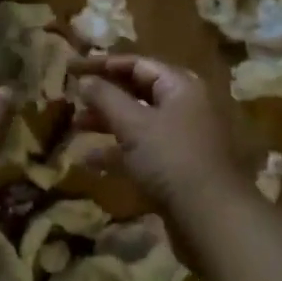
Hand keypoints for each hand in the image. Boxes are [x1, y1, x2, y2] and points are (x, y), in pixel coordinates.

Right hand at [74, 55, 255, 234]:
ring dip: (107, 122)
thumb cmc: (170, 158)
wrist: (210, 217)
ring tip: (75, 126)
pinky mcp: (177, 167)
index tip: (71, 69)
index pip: (137, 64)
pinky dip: (118, 151)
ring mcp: (182, 138)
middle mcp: (184, 107)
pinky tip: (90, 161)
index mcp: (180, 86)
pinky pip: (142, 150)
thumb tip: (85, 81)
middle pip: (138, 91)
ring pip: (138, 122)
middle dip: (104, 95)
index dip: (102, 64)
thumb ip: (106, 98)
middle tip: (72, 99)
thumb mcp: (133, 124)